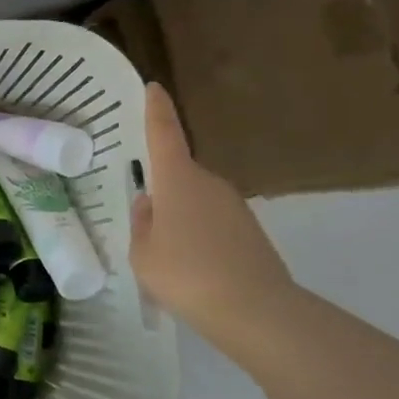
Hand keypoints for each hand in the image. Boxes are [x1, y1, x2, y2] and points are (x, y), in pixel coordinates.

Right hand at [130, 83, 295, 337]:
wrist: (256, 312)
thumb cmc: (186, 275)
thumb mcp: (143, 253)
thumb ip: (142, 223)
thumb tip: (151, 204)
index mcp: (178, 180)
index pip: (164, 134)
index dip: (156, 110)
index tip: (154, 87)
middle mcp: (209, 183)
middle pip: (178, 176)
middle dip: (162, 192)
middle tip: (146, 225)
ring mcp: (235, 207)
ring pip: (196, 202)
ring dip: (181, 220)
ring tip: (168, 259)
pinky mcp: (251, 231)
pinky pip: (214, 224)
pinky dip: (200, 238)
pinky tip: (194, 270)